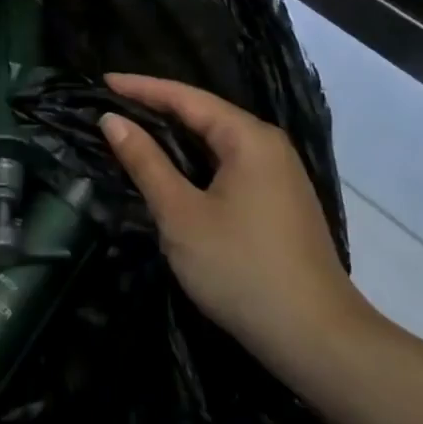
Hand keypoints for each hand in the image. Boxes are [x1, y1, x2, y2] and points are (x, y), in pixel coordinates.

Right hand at [100, 73, 377, 389]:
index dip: (141, 88)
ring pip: (217, 141)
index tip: (103, 81)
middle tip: (112, 105)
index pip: (185, 97)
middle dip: (157, 107)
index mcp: (248, 137)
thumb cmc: (243, 270)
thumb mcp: (181, 215)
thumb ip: (146, 162)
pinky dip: (195, 160)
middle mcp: (268, 145)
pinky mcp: (280, 202)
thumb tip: (113, 120)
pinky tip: (173, 171)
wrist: (319, 342)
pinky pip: (229, 164)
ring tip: (133, 131)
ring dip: (176, 136)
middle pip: (204, 114)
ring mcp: (279, 174)